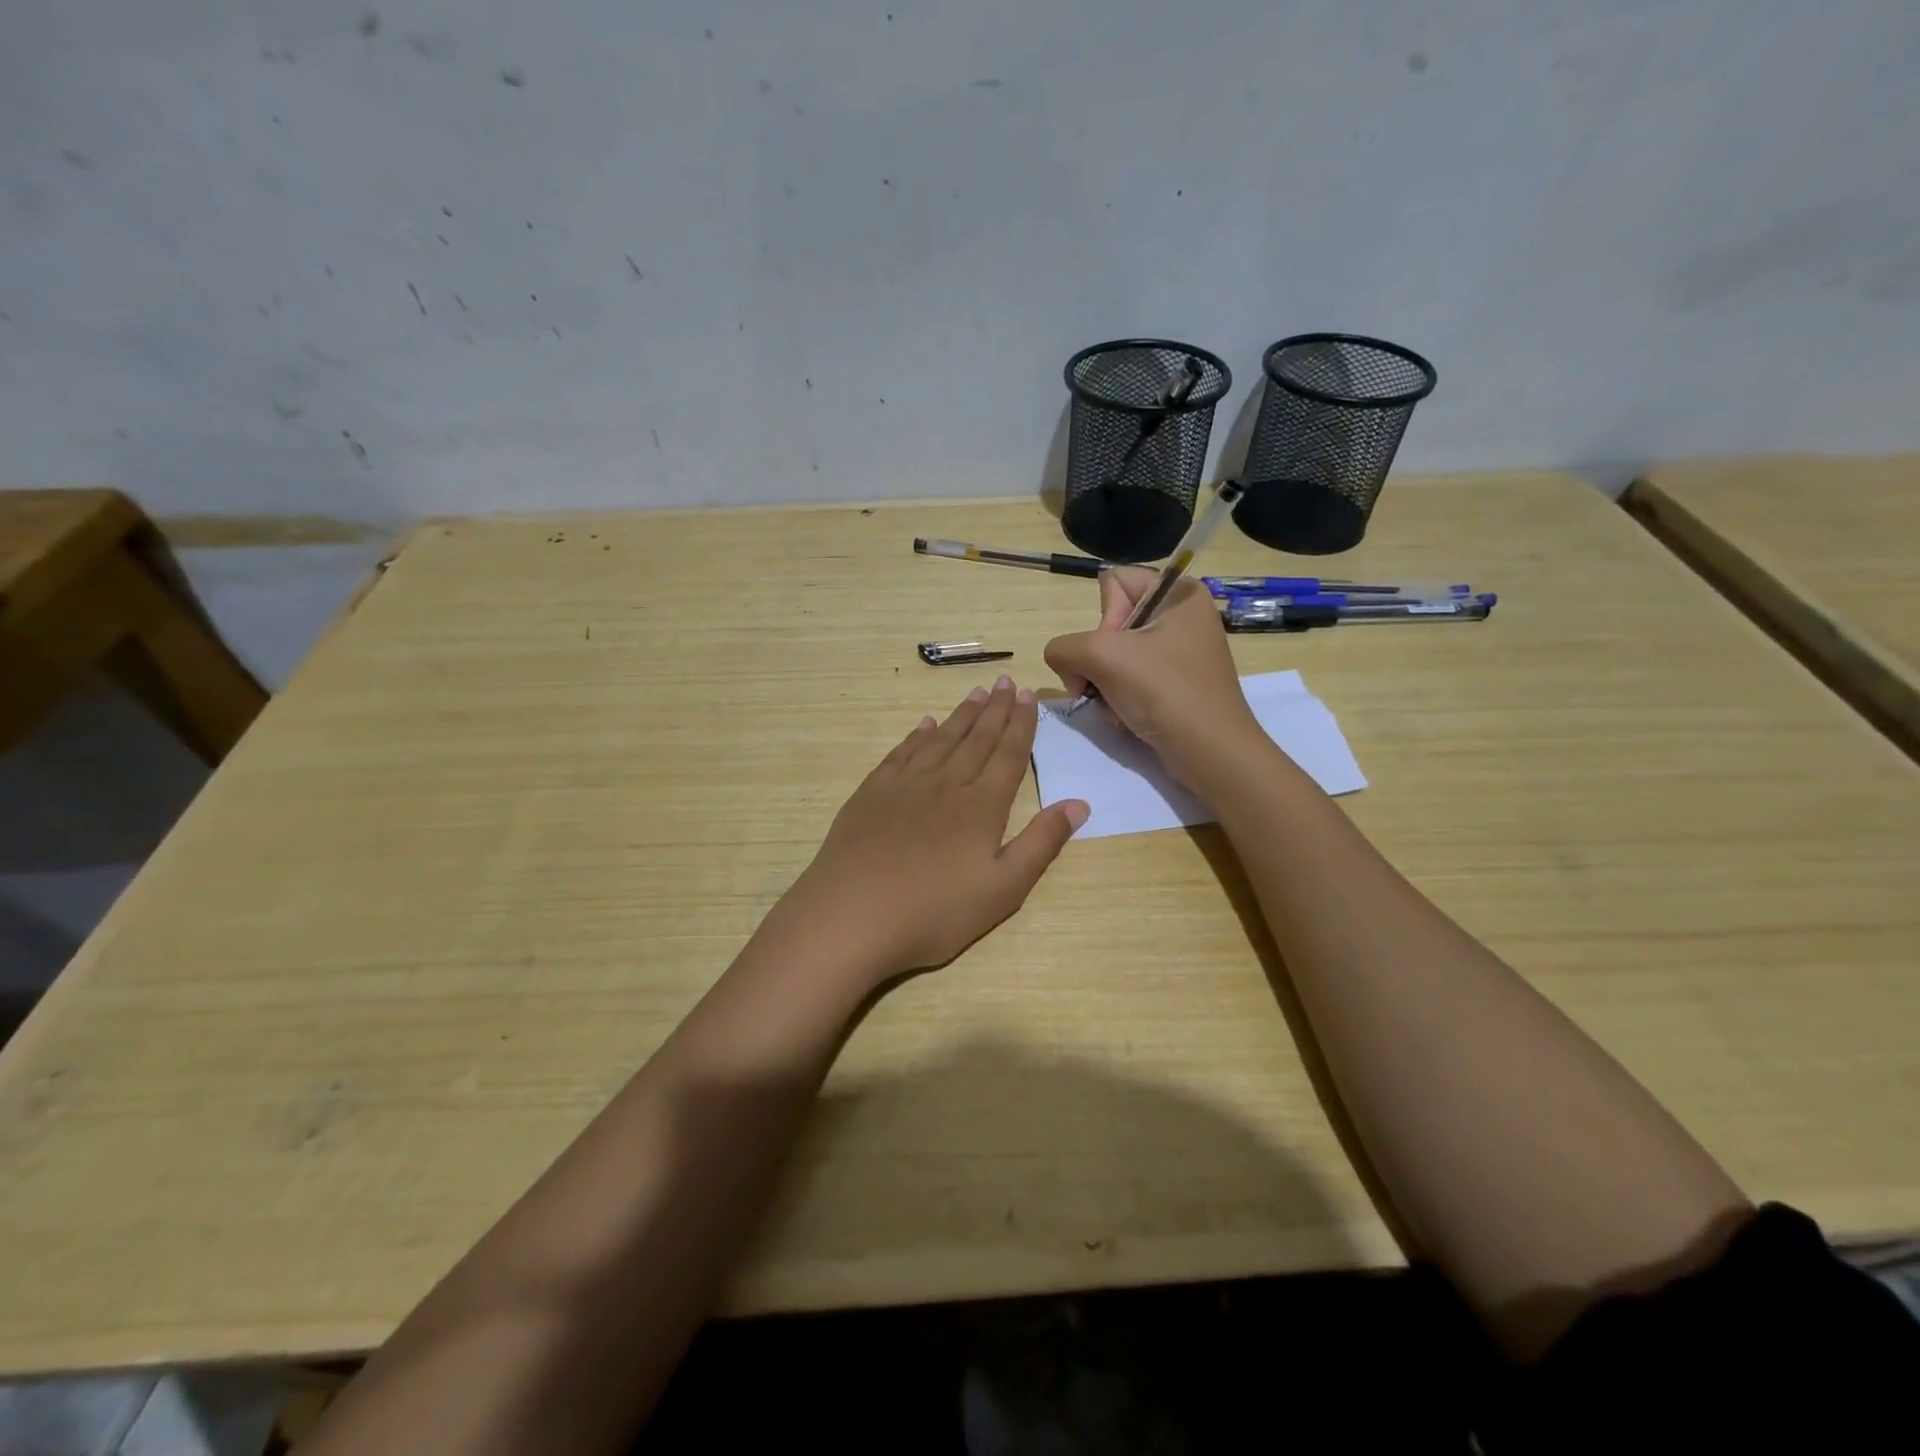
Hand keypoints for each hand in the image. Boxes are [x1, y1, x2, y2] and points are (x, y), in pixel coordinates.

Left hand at [766, 676, 1087, 984]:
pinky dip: (917, 736)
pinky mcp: (872, 794)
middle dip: (996, 709)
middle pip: (977, 738)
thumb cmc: (935, 912)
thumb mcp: (1003, 889)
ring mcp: (905, 785)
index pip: (1009, 754)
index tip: (1029, 695)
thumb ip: (1042, 843)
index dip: (1022, 724)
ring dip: (961, 715)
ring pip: (941, 739)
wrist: (852, 916)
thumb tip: (1079, 802)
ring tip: (976, 693)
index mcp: (981, 805)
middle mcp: (946, 783)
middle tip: (1006, 681)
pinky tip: (924, 725)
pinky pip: (902, 753)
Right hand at [1043, 567, 1259, 776]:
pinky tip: (1127, 716)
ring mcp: (1179, 652)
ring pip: (1114, 655)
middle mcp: (1182, 615)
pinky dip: (1119, 698)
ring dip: (1104, 684)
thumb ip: (1064, 647)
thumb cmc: (1164, 692)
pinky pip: (1130, 679)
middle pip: (1110, 623)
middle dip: (1098, 660)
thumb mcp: (1103, 656)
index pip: (1112, 583)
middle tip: (1107, 684)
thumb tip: (1063, 661)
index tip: (1115, 651)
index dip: (1103, 619)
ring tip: (1117, 706)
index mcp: (1179, 593)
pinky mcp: (1175, 683)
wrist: (1209, 753)